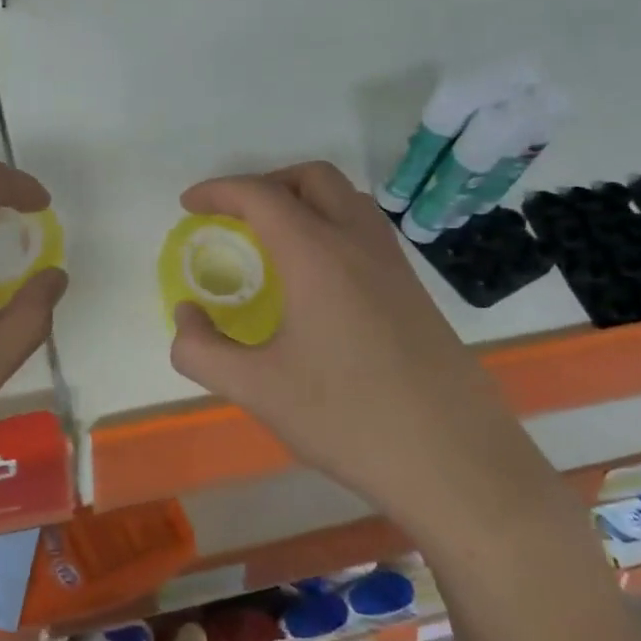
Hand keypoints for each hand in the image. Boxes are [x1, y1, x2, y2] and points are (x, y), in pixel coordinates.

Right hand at [168, 162, 525, 514]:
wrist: (455, 461)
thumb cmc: (347, 419)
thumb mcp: (256, 389)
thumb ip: (201, 349)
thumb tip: (185, 317)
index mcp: (317, 256)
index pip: (261, 196)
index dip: (218, 191)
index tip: (189, 204)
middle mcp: (359, 244)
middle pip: (313, 178)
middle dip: (266, 183)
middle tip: (234, 217)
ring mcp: (395, 266)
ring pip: (348, 199)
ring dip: (304, 201)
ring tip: (273, 241)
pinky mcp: (416, 292)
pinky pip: (367, 232)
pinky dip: (332, 227)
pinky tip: (317, 280)